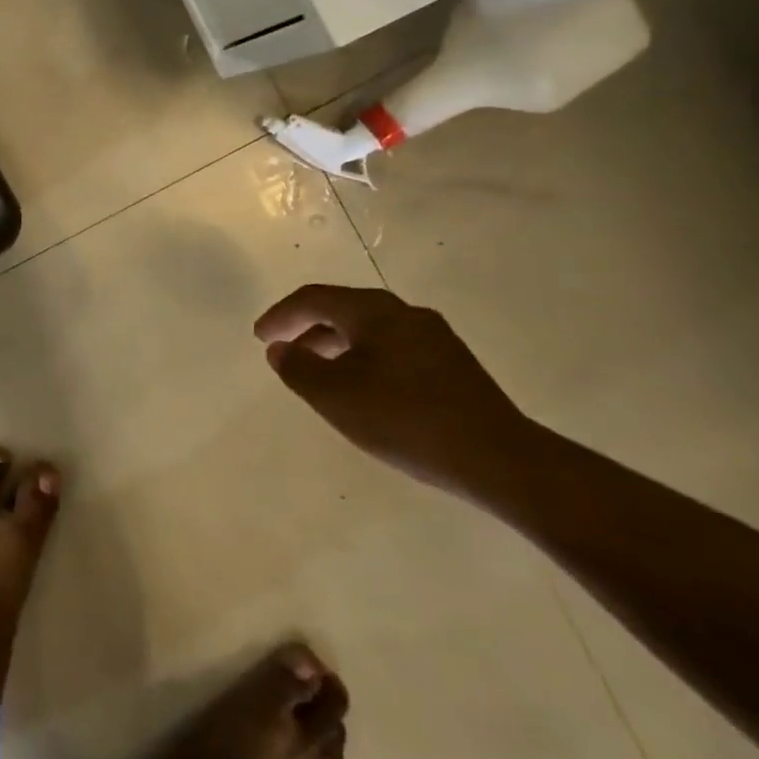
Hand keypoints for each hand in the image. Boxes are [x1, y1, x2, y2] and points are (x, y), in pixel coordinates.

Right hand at [253, 284, 532, 493]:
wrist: (499, 459)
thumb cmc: (404, 418)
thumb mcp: (334, 395)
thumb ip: (298, 368)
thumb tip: (281, 349)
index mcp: (374, 311)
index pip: (314, 299)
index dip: (281, 315)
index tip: (260, 337)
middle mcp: (405, 313)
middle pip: (343, 309)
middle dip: (307, 327)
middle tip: (282, 349)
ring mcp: (434, 338)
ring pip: (369, 329)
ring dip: (335, 344)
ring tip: (316, 371)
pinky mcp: (452, 365)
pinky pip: (392, 348)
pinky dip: (363, 357)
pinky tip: (361, 388)